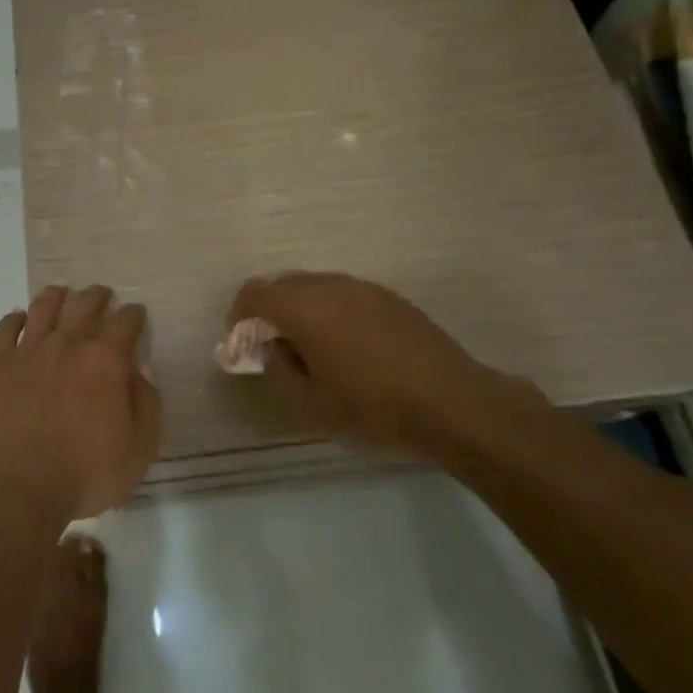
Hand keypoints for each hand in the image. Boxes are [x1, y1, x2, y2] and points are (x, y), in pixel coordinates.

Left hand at [0, 285, 162, 520]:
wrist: (15, 489)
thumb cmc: (83, 475)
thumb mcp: (138, 451)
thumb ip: (146, 405)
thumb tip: (139, 376)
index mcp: (106, 359)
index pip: (127, 320)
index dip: (134, 315)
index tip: (136, 316)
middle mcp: (69, 342)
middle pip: (86, 303)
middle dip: (98, 296)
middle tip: (102, 297)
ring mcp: (28, 349)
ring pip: (44, 305)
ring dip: (58, 297)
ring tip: (62, 296)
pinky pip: (5, 327)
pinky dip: (15, 319)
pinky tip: (19, 320)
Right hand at [228, 272, 519, 457]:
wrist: (453, 404)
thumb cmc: (374, 407)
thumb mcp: (312, 405)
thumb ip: (279, 371)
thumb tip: (272, 349)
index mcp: (304, 307)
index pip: (254, 292)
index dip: (238, 315)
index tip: (242, 343)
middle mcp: (330, 285)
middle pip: (283, 285)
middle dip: (270, 312)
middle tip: (275, 348)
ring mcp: (363, 287)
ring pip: (315, 287)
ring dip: (302, 310)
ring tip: (313, 349)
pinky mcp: (389, 297)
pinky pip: (344, 294)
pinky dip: (331, 311)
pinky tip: (350, 347)